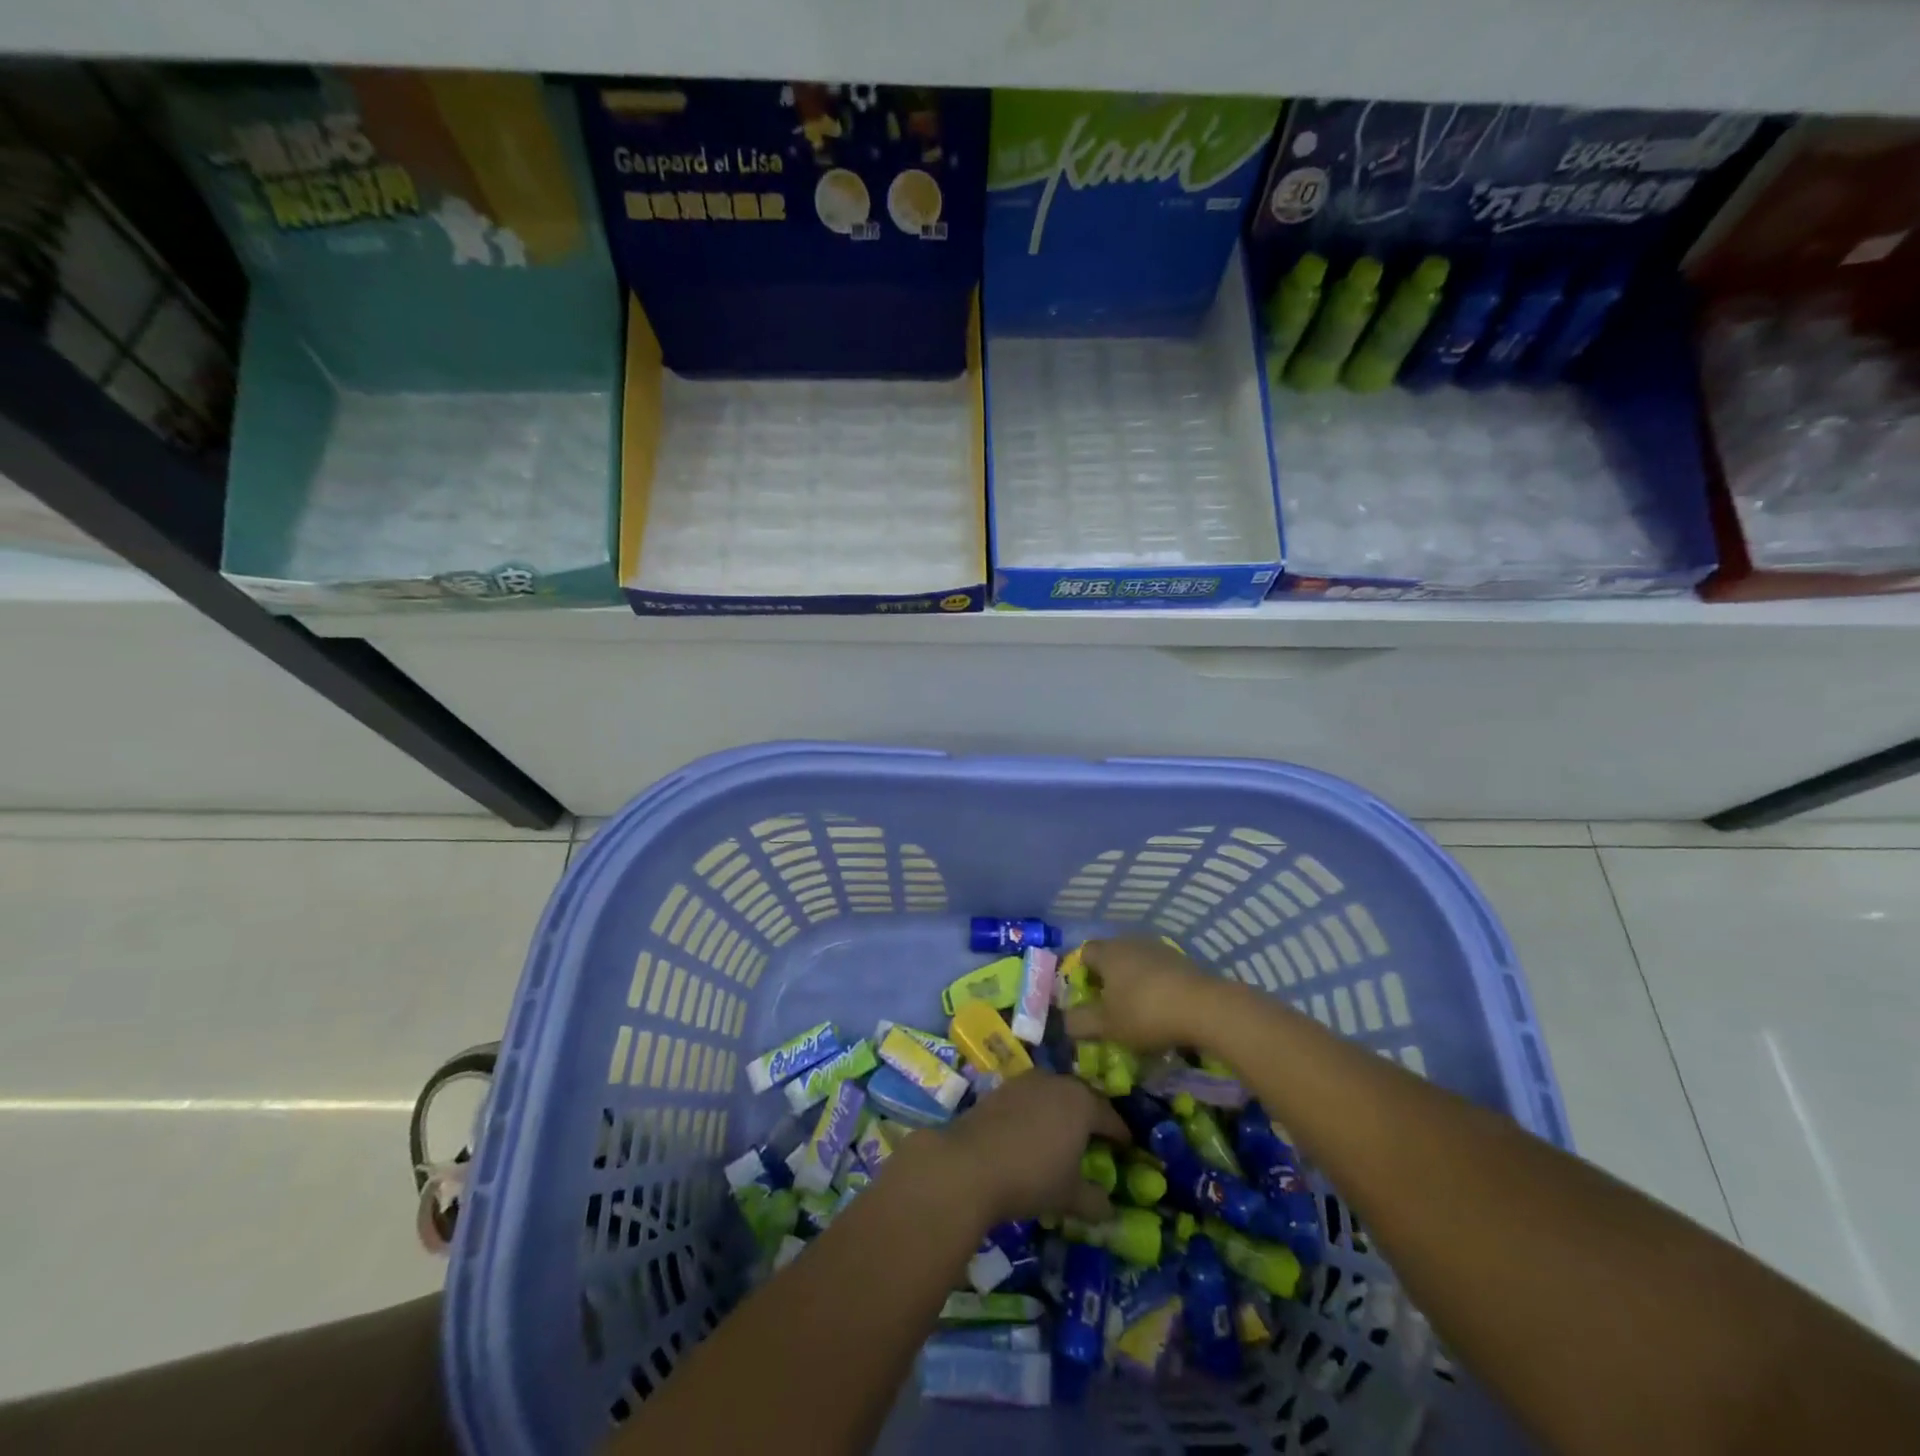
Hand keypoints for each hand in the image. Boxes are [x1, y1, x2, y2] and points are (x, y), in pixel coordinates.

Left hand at [934, 1070, 1128, 1226]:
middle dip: (1092, 1116)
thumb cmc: (1031, 1177)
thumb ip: (1094, 1201)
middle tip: (1098, 1138)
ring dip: (1062, 1110)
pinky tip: (1033, 1131)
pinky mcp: (1001, 1088)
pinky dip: (1038, 1110)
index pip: (1110, 1116)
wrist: (970, 1163)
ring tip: (1065, 1133)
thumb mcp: (1069, 1196)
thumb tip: (1110, 1211)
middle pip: (1082, 1097)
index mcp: (1081, 1103)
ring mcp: (1026, 1082)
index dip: (1120, 1133)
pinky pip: (1030, 1096)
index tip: (1128, 1146)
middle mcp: (1056, 1082)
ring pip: (1054, 1092)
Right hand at [1064, 937, 1223, 1052]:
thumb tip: (1065, 1020)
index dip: (1081, 974)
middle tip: (1110, 1007)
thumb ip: (1080, 1022)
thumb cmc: (1145, 1013)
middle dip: (1108, 979)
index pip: (1084, 953)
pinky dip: (1156, 985)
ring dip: (1133, 982)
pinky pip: (1159, 970)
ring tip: (1138, 1010)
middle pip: (1111, 956)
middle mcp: (1130, 942)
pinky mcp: (1183, 960)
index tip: (1087, 998)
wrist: (1204, 1007)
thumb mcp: (1106, 1026)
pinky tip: (1163, 1008)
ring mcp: (1159, 948)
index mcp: (1108, 952)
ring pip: (1137, 962)